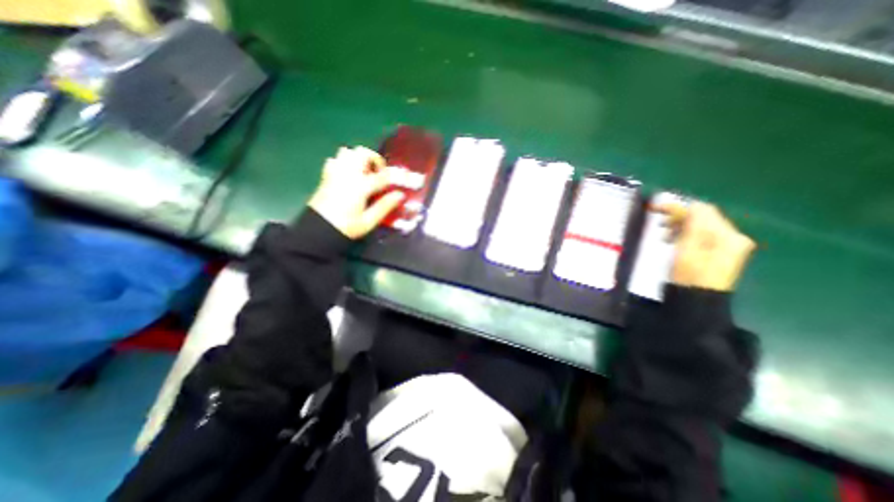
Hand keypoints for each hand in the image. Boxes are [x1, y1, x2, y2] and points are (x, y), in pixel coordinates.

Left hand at [307, 148, 404, 239]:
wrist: (318, 229)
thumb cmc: (346, 227)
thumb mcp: (368, 221)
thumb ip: (385, 206)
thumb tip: (400, 195)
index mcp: (360, 186)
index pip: (381, 176)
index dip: (391, 178)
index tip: (397, 183)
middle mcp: (347, 174)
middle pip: (362, 153)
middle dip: (375, 159)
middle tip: (379, 174)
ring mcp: (335, 173)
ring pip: (347, 152)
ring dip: (359, 158)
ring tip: (365, 173)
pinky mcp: (326, 176)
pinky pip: (335, 160)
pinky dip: (344, 162)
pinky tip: (349, 175)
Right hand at [655, 201, 751, 291]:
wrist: (695, 300)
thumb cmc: (690, 275)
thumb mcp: (688, 249)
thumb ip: (693, 226)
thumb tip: (692, 205)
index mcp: (728, 236)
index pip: (704, 211)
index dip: (679, 207)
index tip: (656, 209)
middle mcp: (732, 238)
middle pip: (703, 218)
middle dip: (679, 217)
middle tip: (659, 224)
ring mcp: (726, 246)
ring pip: (700, 226)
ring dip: (680, 226)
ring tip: (664, 235)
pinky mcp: (717, 253)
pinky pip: (700, 236)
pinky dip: (685, 235)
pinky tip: (673, 241)